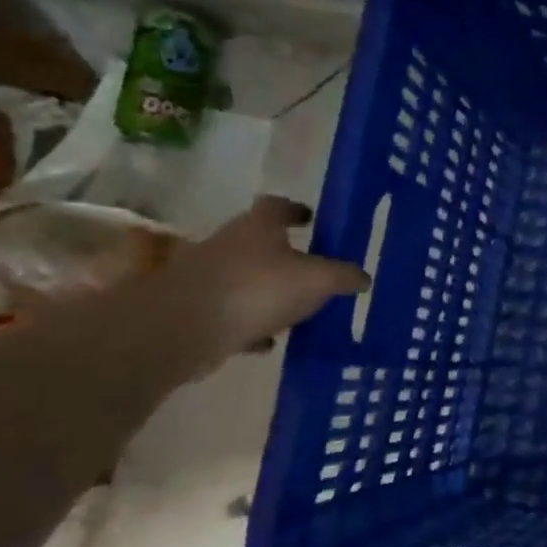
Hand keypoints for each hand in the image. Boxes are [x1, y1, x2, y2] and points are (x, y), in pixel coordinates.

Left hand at [154, 196, 369, 365]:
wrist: (182, 328)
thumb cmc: (257, 289)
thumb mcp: (317, 280)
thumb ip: (343, 276)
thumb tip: (364, 277)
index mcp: (257, 228)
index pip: (277, 206)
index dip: (295, 210)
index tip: (310, 218)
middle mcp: (227, 244)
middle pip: (258, 242)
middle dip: (283, 254)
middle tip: (312, 269)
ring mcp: (205, 277)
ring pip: (243, 278)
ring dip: (266, 291)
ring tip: (294, 308)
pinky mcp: (194, 310)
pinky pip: (229, 312)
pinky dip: (249, 323)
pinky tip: (267, 340)